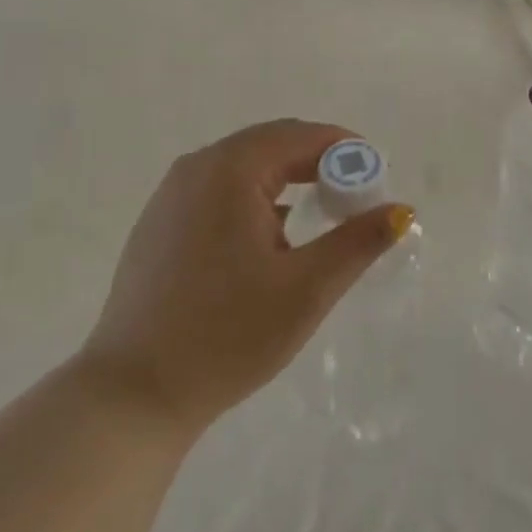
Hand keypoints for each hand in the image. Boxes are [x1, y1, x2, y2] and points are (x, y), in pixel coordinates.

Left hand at [80, 120, 414, 434]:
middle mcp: (197, 166)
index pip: (301, 135)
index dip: (345, 149)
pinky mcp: (159, 222)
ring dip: (286, 180)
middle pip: (272, 143)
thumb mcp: (306, 290)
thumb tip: (401, 210)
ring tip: (318, 215)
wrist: (130, 396)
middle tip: (354, 197)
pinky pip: (219, 189)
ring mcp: (171, 193)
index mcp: (230, 168)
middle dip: (318, 163)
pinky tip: (269, 238)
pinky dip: (254, 197)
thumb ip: (358, 242)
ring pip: (244, 167)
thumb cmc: (226, 336)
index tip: (376, 175)